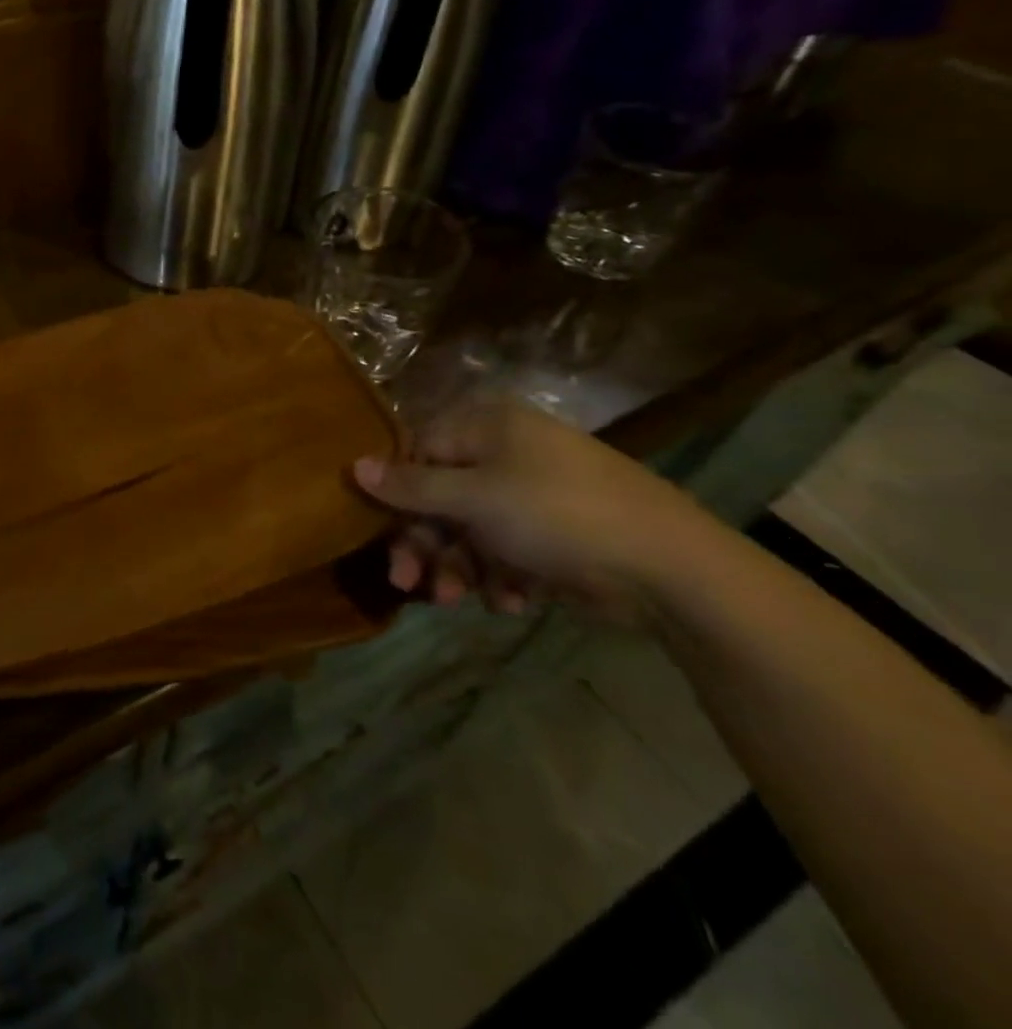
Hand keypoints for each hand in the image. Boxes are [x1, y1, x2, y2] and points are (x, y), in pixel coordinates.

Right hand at [352, 399, 733, 623]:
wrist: (673, 570)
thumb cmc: (557, 515)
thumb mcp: (473, 499)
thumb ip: (410, 486)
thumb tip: (353, 465)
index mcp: (486, 426)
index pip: (418, 452)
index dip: (396, 495)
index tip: (379, 535)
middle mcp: (506, 452)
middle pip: (441, 497)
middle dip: (426, 545)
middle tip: (410, 584)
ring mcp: (533, 493)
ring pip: (470, 530)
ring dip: (459, 567)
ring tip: (461, 601)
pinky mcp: (555, 533)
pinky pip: (506, 550)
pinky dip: (500, 576)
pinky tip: (512, 601)